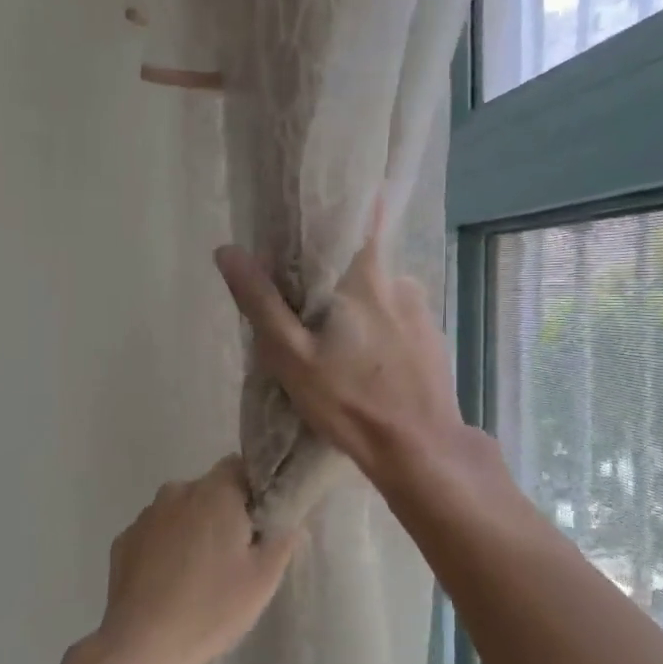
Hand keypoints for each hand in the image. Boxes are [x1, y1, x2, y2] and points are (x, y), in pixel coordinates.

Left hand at [55, 457, 301, 663]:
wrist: (142, 647)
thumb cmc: (212, 607)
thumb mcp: (264, 578)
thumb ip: (282, 538)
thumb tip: (287, 518)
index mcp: (215, 492)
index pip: (240, 465)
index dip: (255, 487)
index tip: (262, 519)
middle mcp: (177, 492)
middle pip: (210, 489)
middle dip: (225, 511)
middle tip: (238, 553)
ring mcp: (145, 516)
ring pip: (181, 510)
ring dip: (194, 529)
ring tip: (202, 573)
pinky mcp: (123, 541)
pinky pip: (156, 533)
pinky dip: (166, 547)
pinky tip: (171, 583)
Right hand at [214, 205, 467, 497]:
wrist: (421, 449)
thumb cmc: (351, 402)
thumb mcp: (292, 356)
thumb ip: (261, 302)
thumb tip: (228, 251)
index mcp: (366, 276)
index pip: (359, 218)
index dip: (336, 214)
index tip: (311, 227)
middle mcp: (400, 281)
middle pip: (361, 263)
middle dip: (336, 279)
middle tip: (312, 314)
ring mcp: (423, 311)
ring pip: (380, 295)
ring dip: (360, 309)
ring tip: (341, 349)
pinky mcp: (434, 338)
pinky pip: (399, 320)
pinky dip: (382, 332)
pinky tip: (371, 366)